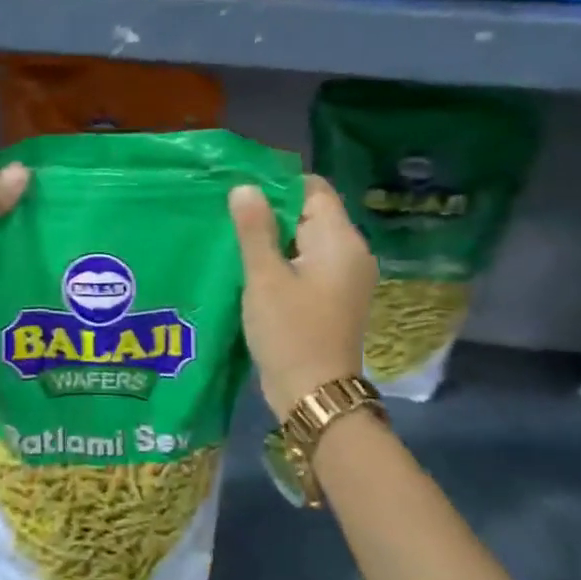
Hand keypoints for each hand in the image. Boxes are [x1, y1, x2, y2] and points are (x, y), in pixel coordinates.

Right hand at [229, 175, 377, 420]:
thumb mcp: (264, 277)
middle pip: (310, 214)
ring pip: (305, 241)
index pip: (313, 190)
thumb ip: (254, 229)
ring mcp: (345, 278)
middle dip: (271, 213)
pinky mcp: (334, 298)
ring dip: (273, 239)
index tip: (240, 194)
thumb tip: (245, 187)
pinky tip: (253, 270)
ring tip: (235, 241)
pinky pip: (307, 265)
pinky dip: (282, 261)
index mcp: (341, 241)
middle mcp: (351, 254)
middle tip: (229, 217)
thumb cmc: (289, 331)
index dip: (277, 186)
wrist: (313, 393)